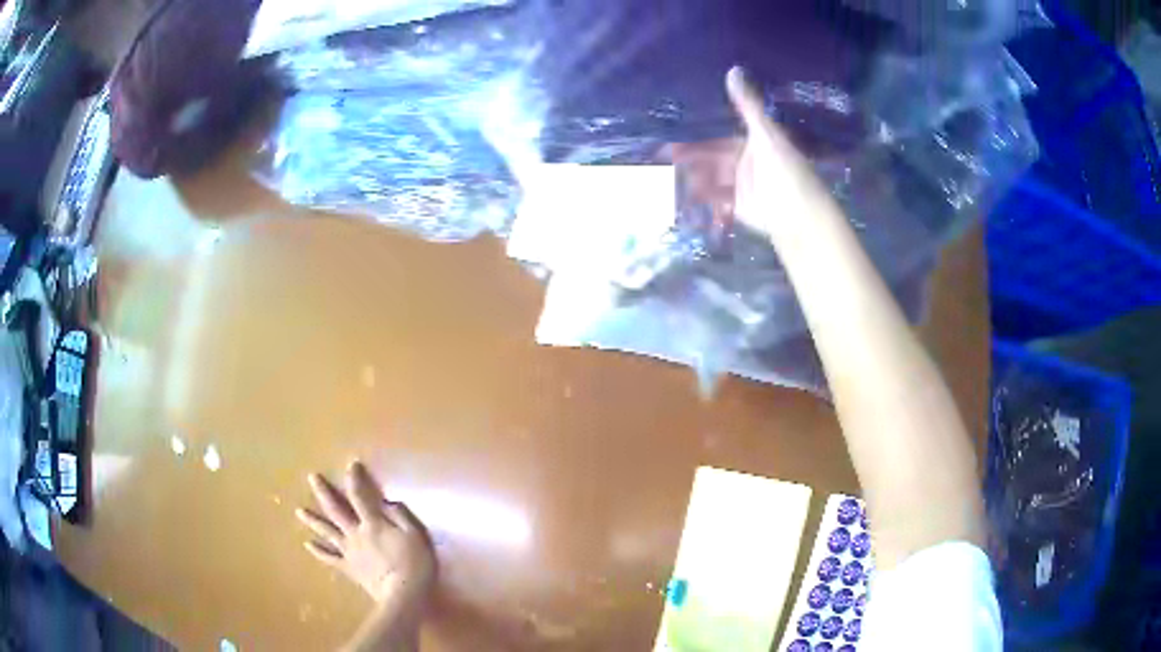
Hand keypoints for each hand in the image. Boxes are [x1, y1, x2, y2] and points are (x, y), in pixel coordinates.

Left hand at [297, 462, 435, 605]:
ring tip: (299, 511)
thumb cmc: (414, 564)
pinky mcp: (348, 568)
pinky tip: (307, 544)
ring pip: (326, 532)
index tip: (351, 464)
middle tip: (312, 477)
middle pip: (335, 510)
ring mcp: (349, 551)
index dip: (354, 479)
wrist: (402, 594)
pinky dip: (318, 551)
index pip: (360, 496)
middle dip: (323, 492)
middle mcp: (355, 533)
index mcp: (372, 524)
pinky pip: (329, 558)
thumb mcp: (416, 535)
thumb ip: (401, 516)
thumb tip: (387, 502)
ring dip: (312, 520)